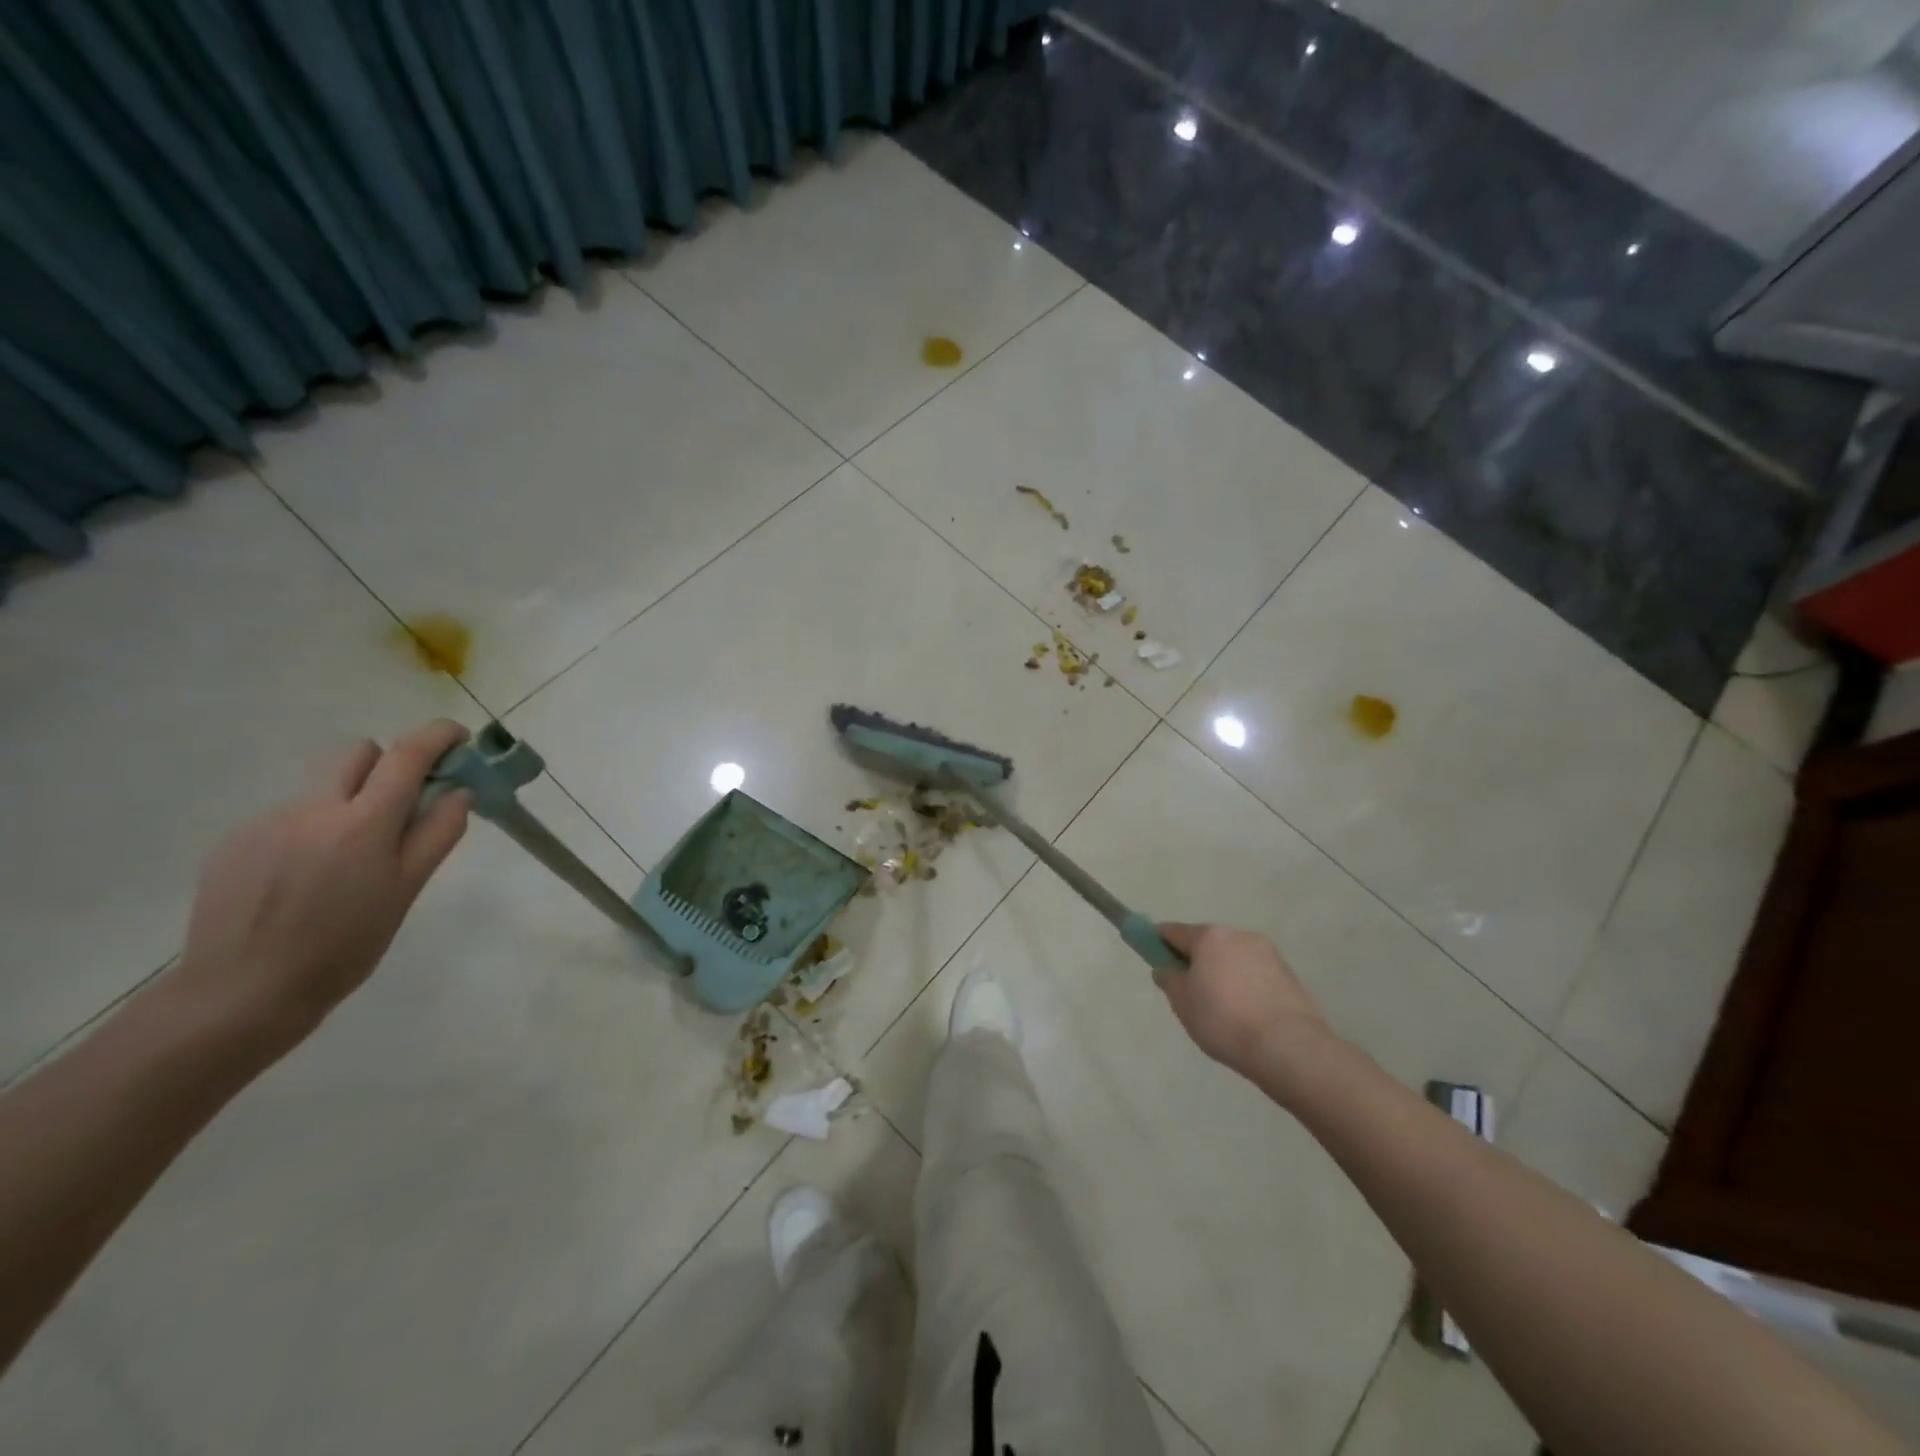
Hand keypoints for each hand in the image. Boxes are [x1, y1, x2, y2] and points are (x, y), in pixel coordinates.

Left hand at [171, 720, 475, 1049]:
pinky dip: (311, 831)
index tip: (459, 738)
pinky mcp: (234, 842)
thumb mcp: (406, 890)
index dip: (438, 735)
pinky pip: (288, 817)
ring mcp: (267, 822)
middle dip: (388, 764)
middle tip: (403, 803)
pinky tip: (305, 879)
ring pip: (322, 787)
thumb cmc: (344, 945)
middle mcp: (313, 809)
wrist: (242, 992)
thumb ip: (436, 833)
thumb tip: (457, 792)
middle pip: (357, 752)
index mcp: (363, 822)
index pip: (407, 755)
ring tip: (347, 860)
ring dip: (348, 802)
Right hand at [1154, 923, 1332, 1082]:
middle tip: (1190, 993)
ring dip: (1223, 973)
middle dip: (1196, 960)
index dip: (1159, 942)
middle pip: (1207, 943)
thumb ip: (1169, 980)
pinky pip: (1255, 974)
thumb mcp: (1182, 1003)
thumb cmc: (1224, 1020)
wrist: (1288, 1048)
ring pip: (1233, 958)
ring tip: (1223, 1010)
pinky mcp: (1289, 975)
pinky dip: (1246, 986)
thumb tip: (1166, 969)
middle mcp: (1239, 935)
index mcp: (1209, 936)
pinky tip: (1246, 1015)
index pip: (1173, 931)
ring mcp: (1268, 953)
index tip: (1155, 959)